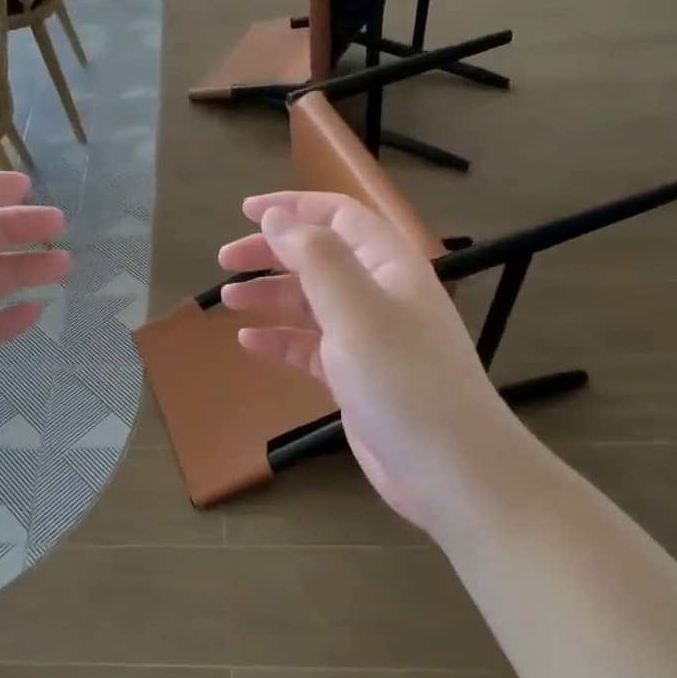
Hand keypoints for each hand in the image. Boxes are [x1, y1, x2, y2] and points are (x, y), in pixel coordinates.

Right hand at [217, 193, 506, 534]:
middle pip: (320, 257)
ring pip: (312, 301)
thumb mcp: (356, 310)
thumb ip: (315, 258)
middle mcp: (380, 294)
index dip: (293, 207)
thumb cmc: (403, 380)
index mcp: (390, 265)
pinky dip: (280, 339)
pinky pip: (311, 346)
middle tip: (225, 260)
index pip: (339, 216)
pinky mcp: (357, 376)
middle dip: (272, 252)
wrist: (451, 470)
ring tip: (230, 299)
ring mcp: (369, 337)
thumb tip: (277, 218)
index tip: (245, 212)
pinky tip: (250, 344)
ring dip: (271, 295)